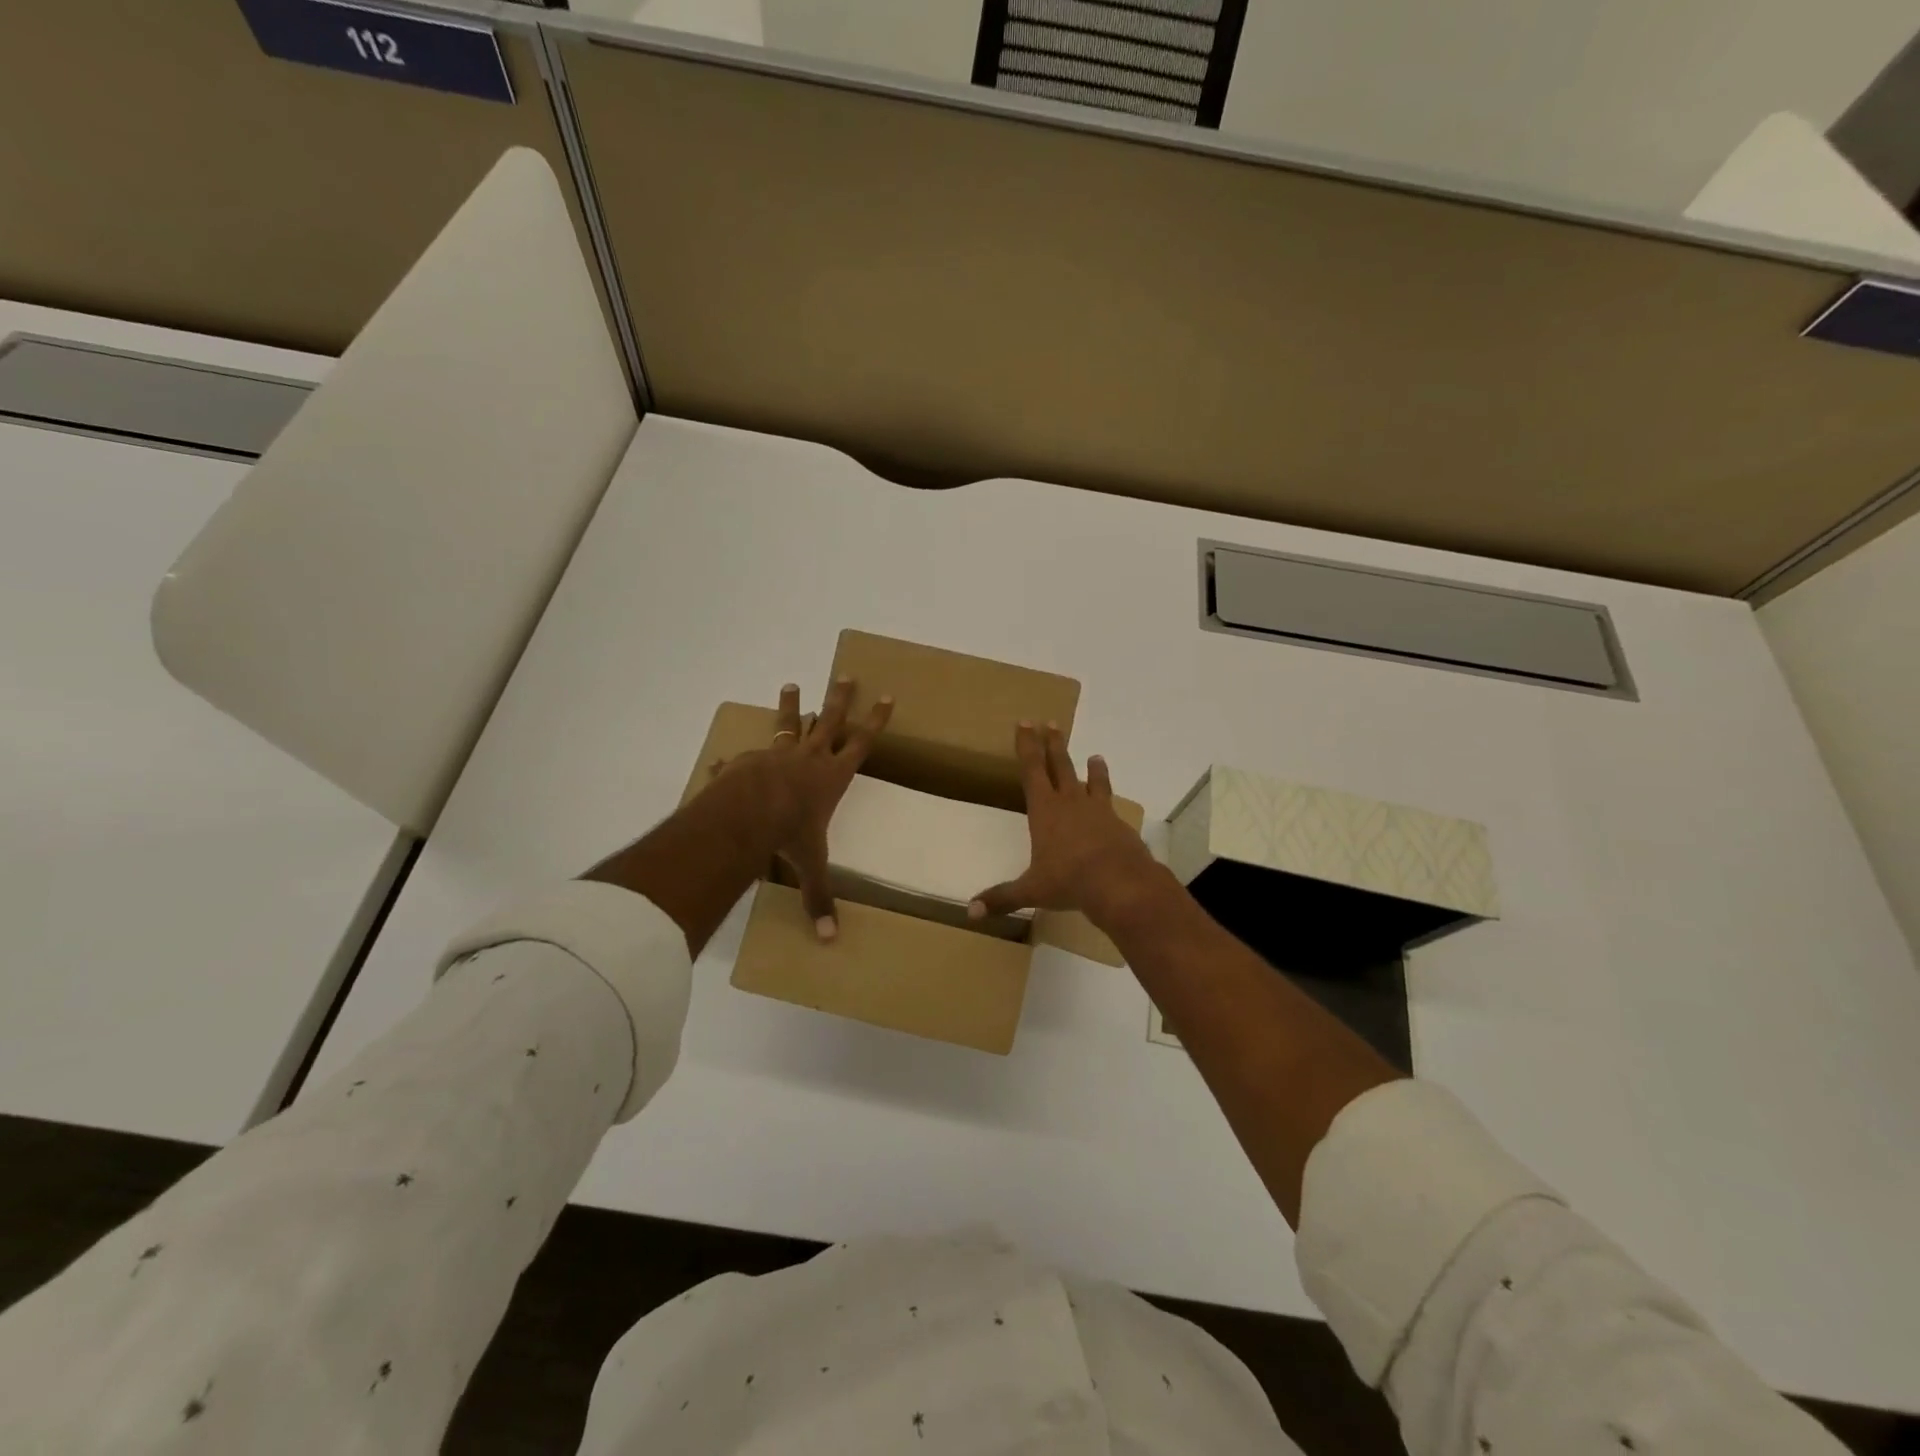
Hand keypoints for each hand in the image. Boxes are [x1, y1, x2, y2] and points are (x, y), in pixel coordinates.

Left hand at [711, 678, 891, 940]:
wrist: (744, 816)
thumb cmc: (789, 835)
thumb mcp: (810, 864)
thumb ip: (819, 896)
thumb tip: (830, 939)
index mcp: (832, 777)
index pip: (862, 743)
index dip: (876, 720)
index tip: (887, 696)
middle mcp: (808, 758)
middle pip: (829, 721)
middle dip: (840, 699)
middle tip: (845, 675)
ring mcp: (776, 755)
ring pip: (788, 724)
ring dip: (792, 705)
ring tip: (791, 684)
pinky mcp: (748, 761)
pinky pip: (747, 755)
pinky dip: (741, 756)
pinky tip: (728, 755)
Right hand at [967, 723, 1161, 926]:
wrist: (1120, 883)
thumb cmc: (1069, 881)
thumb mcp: (1031, 891)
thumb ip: (1001, 898)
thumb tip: (969, 913)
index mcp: (1044, 810)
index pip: (1031, 770)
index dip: (1027, 746)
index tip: (1025, 723)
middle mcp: (1070, 803)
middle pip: (1060, 765)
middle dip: (1053, 744)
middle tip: (1051, 723)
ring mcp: (1097, 811)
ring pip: (1091, 781)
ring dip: (1091, 768)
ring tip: (1095, 756)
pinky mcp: (1118, 824)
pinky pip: (1110, 804)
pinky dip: (1109, 799)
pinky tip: (1112, 803)